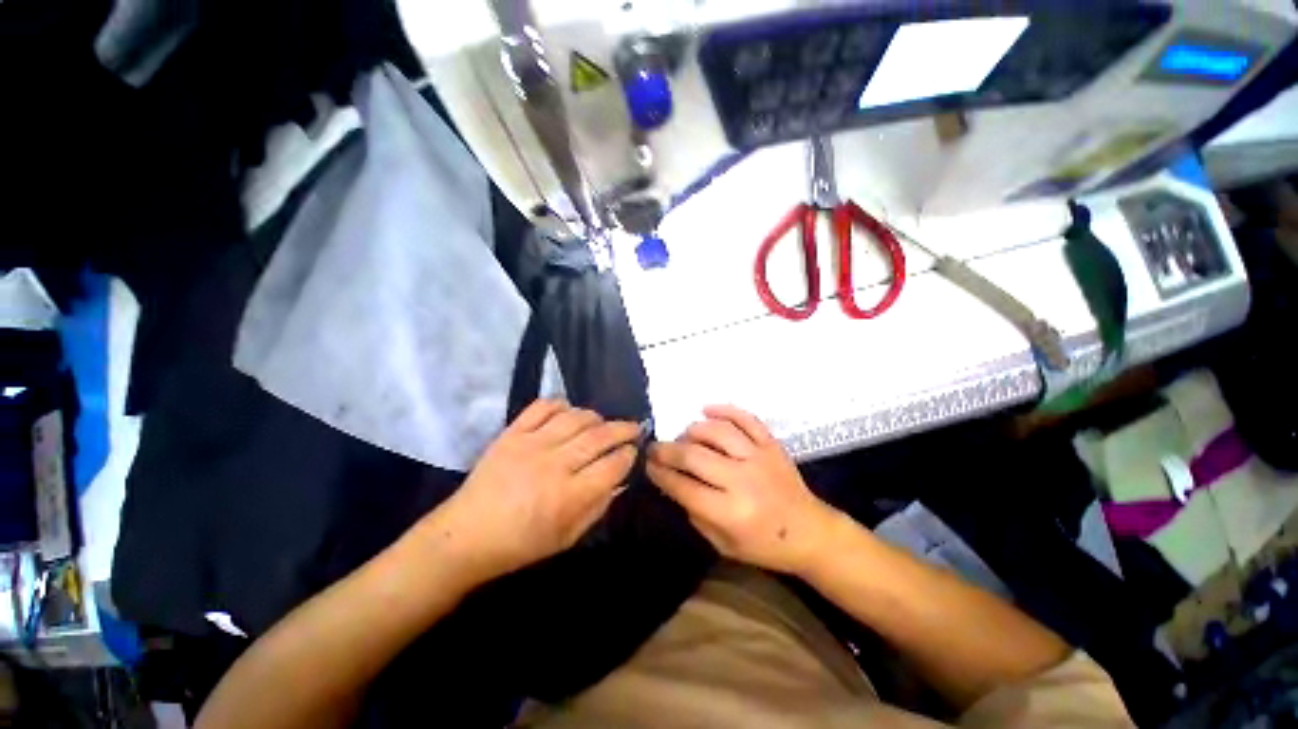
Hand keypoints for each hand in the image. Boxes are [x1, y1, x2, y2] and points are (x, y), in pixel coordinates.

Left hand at [431, 400, 639, 580]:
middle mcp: (554, 464)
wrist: (466, 535)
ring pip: (576, 418)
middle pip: (599, 437)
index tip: (634, 452)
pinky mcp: (512, 432)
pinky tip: (569, 412)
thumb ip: (598, 506)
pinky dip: (561, 404)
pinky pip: (543, 407)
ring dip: (596, 417)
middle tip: (634, 428)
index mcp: (568, 496)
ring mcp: (532, 444)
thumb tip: (620, 480)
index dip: (629, 456)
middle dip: (623, 429)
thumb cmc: (521, 544)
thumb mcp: (568, 537)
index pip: (612, 465)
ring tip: (602, 423)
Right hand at [647, 405, 841, 575]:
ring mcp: (759, 457)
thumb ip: (695, 513)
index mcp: (731, 513)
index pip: (683, 487)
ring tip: (683, 436)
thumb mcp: (723, 544)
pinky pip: (746, 419)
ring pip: (717, 432)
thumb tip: (674, 482)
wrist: (810, 532)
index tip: (647, 465)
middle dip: (667, 451)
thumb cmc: (764, 545)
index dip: (660, 474)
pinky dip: (724, 410)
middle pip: (694, 456)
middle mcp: (743, 480)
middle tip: (654, 448)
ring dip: (692, 430)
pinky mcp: (771, 444)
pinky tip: (706, 409)